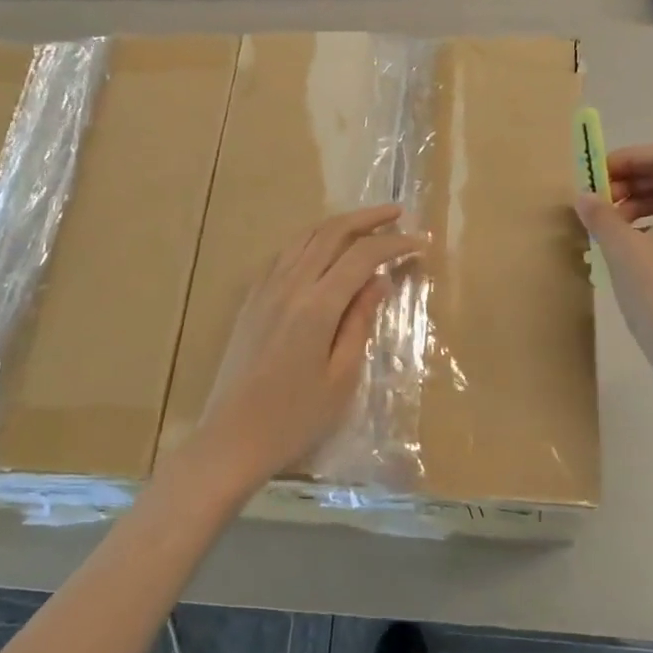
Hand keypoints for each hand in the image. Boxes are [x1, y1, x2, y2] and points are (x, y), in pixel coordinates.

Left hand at [180, 206, 422, 500]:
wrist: (231, 439)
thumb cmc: (294, 418)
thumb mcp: (341, 376)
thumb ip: (360, 322)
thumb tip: (379, 281)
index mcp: (316, 305)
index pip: (362, 255)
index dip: (394, 244)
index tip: (422, 243)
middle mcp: (289, 285)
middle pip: (331, 232)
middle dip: (368, 218)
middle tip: (399, 213)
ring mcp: (264, 289)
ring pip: (305, 237)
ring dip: (339, 224)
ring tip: (366, 225)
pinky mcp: (251, 300)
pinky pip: (285, 254)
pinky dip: (311, 240)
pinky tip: (323, 251)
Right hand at [576, 142, 652, 402]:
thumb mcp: (623, 251)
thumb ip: (601, 216)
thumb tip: (584, 196)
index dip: (630, 157)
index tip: (598, 175)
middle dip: (630, 179)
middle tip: (597, 198)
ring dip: (635, 201)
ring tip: (605, 222)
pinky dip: (646, 223)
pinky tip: (621, 244)